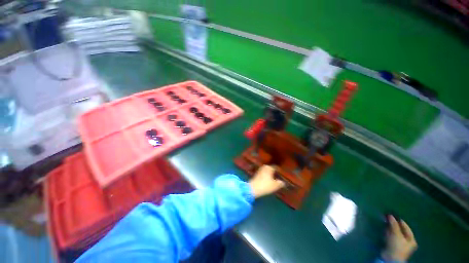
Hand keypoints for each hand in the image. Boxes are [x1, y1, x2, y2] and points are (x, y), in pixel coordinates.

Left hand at [249, 165, 284, 197]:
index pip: (276, 167)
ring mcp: (259, 170)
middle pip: (271, 169)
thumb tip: (283, 182)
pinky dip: (266, 176)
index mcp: (269, 167)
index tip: (283, 174)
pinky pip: (264, 174)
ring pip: (267, 171)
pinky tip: (269, 181)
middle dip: (275, 173)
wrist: (253, 188)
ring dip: (270, 175)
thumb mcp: (275, 185)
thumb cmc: (265, 185)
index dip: (280, 171)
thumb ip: (280, 183)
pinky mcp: (256, 174)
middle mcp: (264, 167)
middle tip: (279, 177)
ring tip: (275, 179)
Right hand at [381, 215, 417, 261]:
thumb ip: (394, 224)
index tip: (392, 215)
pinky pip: (391, 237)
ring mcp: (400, 244)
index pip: (406, 227)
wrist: (390, 258)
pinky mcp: (393, 246)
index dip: (399, 221)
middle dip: (393, 225)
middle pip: (400, 230)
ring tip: (384, 223)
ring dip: (390, 228)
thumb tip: (390, 215)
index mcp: (411, 239)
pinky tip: (384, 230)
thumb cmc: (396, 246)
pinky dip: (387, 233)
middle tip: (387, 219)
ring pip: (395, 233)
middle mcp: (407, 241)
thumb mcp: (396, 234)